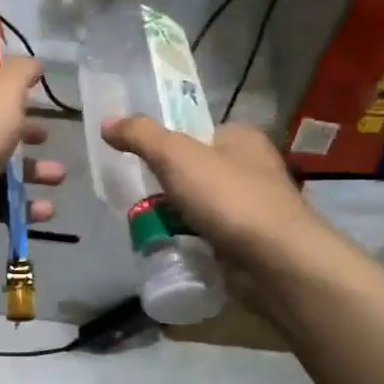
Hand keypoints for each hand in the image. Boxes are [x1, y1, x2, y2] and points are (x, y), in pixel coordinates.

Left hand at [0, 60, 65, 252]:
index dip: (11, 89)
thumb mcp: (4, 90)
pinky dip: (18, 205)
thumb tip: (31, 63)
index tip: (36, 99)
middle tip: (48, 140)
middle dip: (27, 135)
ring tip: (57, 180)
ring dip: (31, 172)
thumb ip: (21, 71)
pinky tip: (42, 212)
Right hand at [101, 118, 314, 263]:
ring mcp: (253, 207)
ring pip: (198, 205)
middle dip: (166, 186)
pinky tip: (171, 247)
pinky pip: (207, 235)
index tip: (139, 161)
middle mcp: (252, 168)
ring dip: (174, 216)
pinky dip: (189, 240)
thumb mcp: (175, 155)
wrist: (276, 261)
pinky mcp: (249, 242)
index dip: (166, 144)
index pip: (196, 132)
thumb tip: (107, 122)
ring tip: (148, 226)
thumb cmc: (228, 197)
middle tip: (138, 198)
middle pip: (194, 171)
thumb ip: (140, 135)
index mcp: (242, 138)